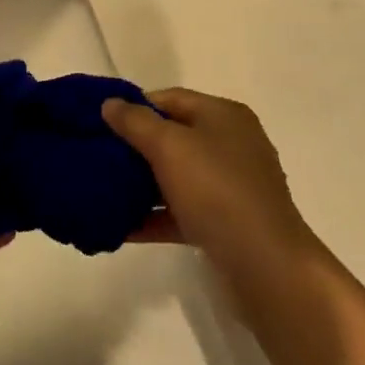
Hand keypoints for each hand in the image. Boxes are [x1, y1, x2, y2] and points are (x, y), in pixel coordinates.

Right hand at [102, 89, 321, 292]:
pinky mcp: (227, 224)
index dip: (135, 106)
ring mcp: (232, 186)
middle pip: (174, 136)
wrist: (266, 266)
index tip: (101, 122)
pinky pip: (183, 212)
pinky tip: (122, 227)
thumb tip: (110, 103)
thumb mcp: (169, 146)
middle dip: (135, 146)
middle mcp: (232, 145)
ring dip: (142, 184)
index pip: (171, 98)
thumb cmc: (217, 190)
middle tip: (98, 156)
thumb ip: (135, 122)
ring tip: (103, 190)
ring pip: (177, 176)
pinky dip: (155, 216)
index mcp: (224, 116)